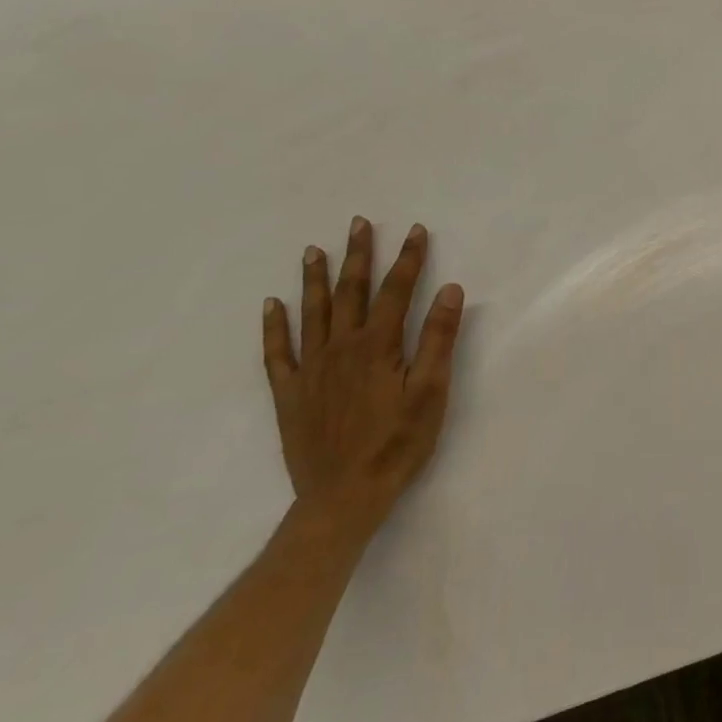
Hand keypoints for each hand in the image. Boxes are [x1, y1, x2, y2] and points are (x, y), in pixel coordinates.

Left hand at [262, 217, 465, 542]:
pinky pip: (277, 352)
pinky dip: (273, 326)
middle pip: (350, 292)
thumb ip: (438, 338)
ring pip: (312, 313)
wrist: (344, 497)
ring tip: (314, 250)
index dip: (409, 259)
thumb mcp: (431, 391)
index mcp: (378, 346)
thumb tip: (450, 289)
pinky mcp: (290, 394)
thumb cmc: (398, 443)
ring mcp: (310, 370)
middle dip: (358, 255)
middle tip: (358, 223)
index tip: (416, 230)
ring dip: (315, 279)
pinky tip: (271, 305)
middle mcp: (340, 348)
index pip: (396, 291)